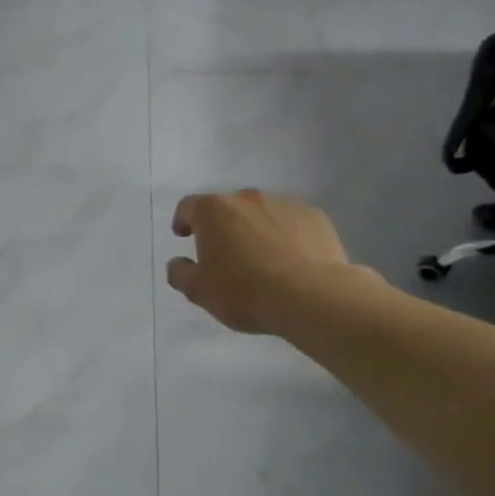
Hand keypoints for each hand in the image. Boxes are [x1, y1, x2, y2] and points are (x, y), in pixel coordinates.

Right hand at [166, 191, 366, 335]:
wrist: (313, 297)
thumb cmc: (245, 291)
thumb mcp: (199, 291)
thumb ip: (180, 273)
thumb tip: (178, 263)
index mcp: (213, 211)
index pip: (189, 206)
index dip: (183, 220)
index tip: (184, 235)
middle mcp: (247, 198)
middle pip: (227, 207)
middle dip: (223, 226)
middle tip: (226, 253)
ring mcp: (285, 204)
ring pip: (262, 213)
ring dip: (256, 229)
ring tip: (262, 259)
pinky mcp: (316, 217)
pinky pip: (292, 222)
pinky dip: (287, 234)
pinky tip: (291, 260)